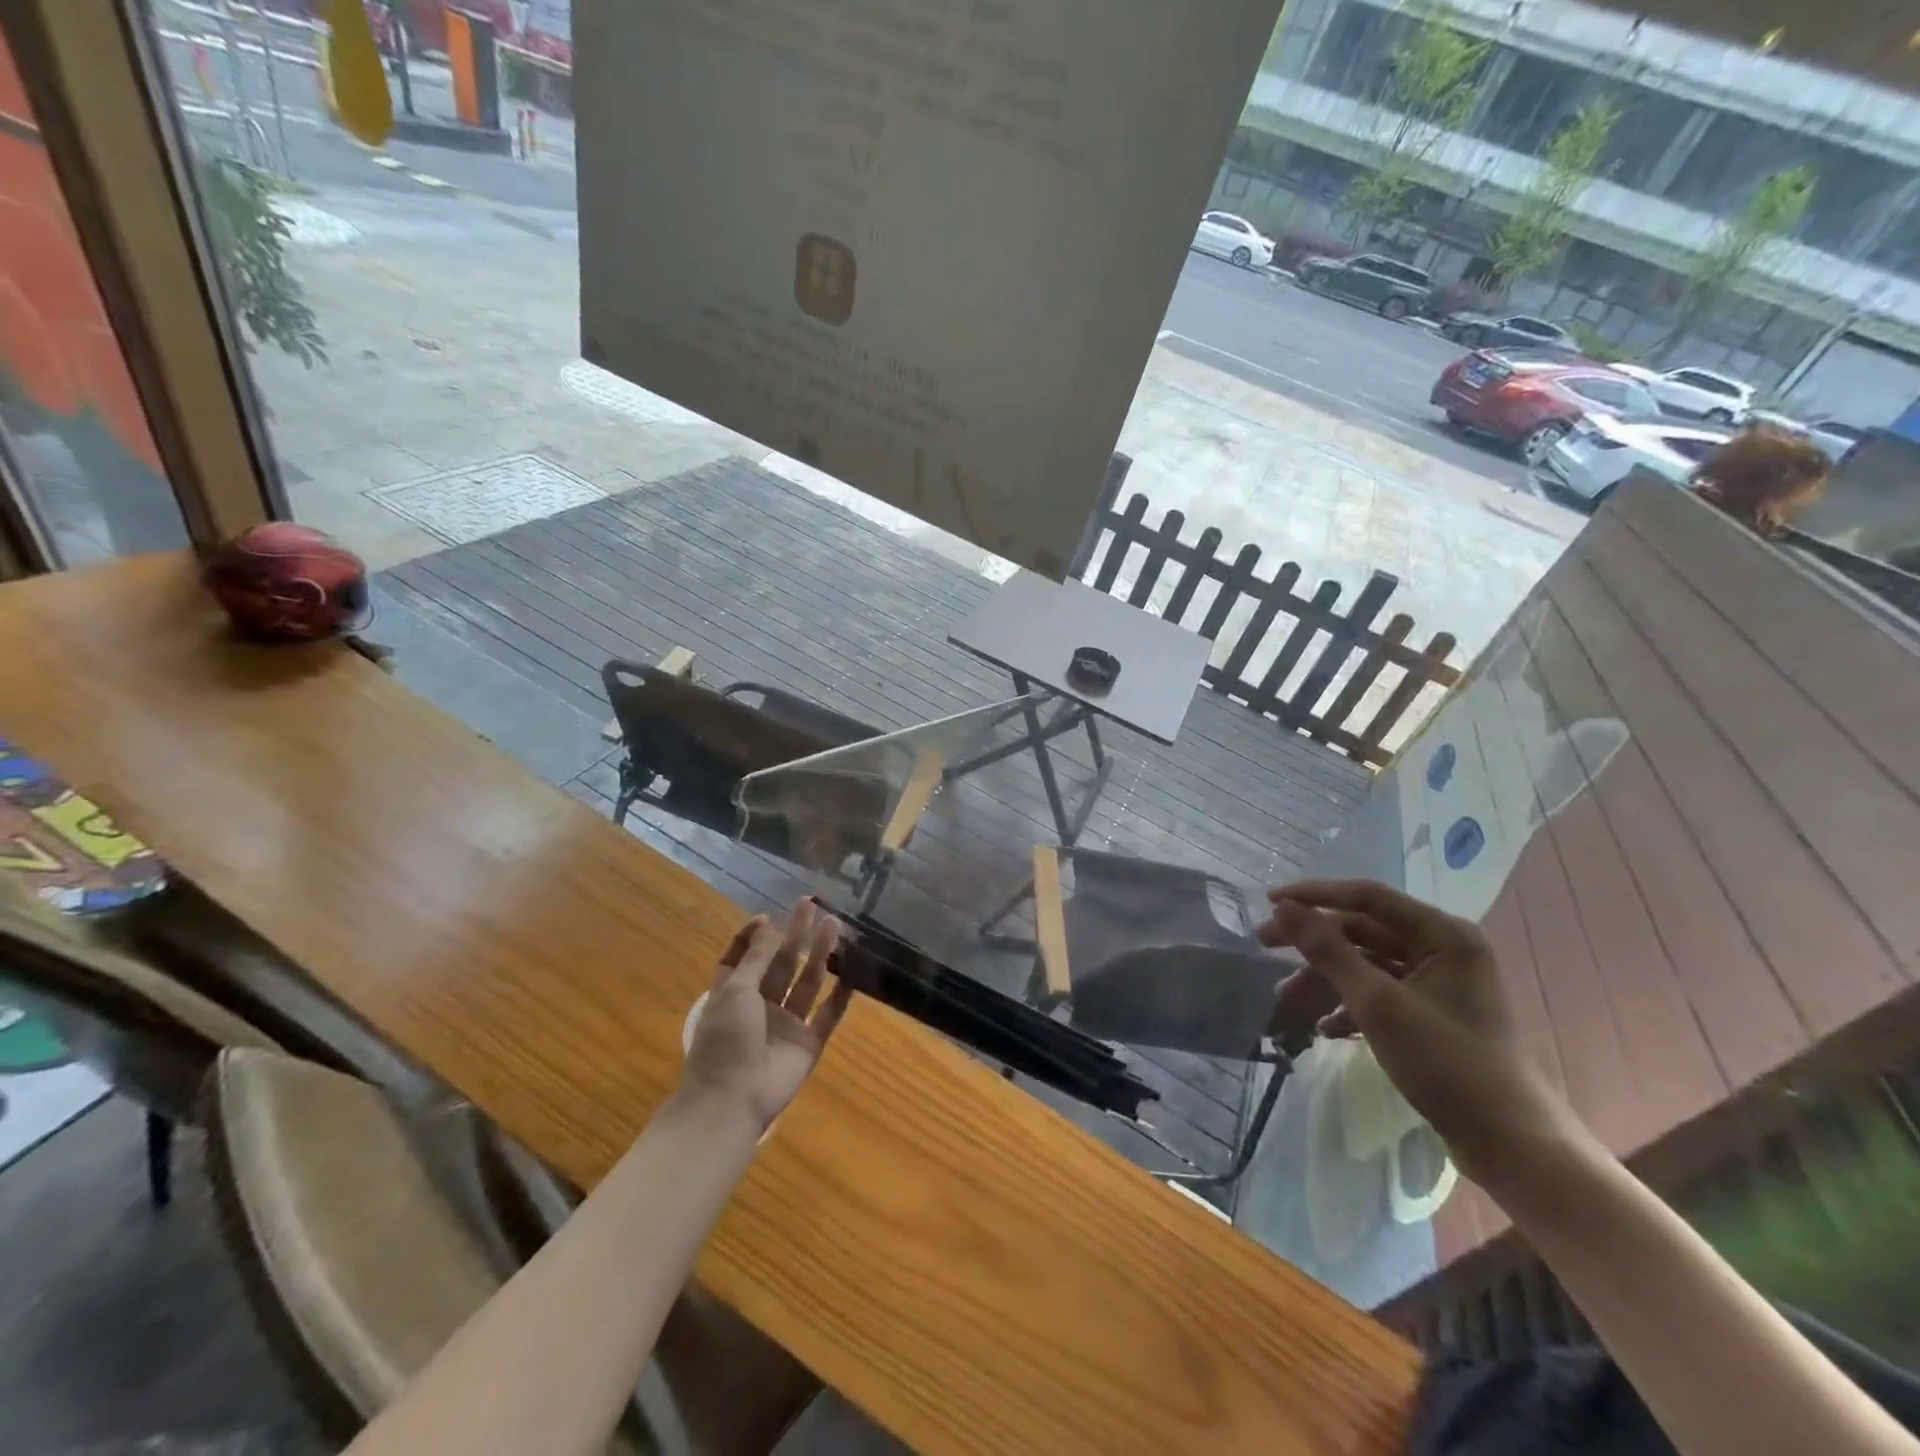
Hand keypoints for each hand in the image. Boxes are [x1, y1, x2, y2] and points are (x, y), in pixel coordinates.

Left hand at [681, 900, 850, 1132]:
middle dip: (796, 935)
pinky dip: (840, 997)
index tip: (769, 917)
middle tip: (812, 905)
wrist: (733, 1099)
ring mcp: (786, 1026)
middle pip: (780, 964)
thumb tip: (769, 925)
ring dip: (820, 955)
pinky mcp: (808, 1044)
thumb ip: (757, 959)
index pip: (742, 958)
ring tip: (834, 925)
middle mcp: (760, 1006)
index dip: (753, 937)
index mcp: (733, 994)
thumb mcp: (735, 991)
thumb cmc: (725, 1040)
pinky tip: (852, 974)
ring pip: (807, 983)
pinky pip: (828, 1016)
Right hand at [1260, 878, 1575, 1185]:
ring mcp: (1440, 983)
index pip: (1367, 897)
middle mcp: (1444, 949)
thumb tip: (1285, 908)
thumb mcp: (1378, 1004)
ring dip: (1326, 979)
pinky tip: (1324, 1029)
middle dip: (1314, 943)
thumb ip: (1329, 951)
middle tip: (1265, 946)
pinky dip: (1349, 1005)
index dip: (1315, 896)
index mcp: (1443, 935)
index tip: (1269, 903)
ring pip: (1368, 964)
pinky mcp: (1434, 1014)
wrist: (1511, 1145)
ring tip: (1287, 1001)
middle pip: (1363, 930)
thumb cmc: (1447, 1064)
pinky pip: (1381, 993)